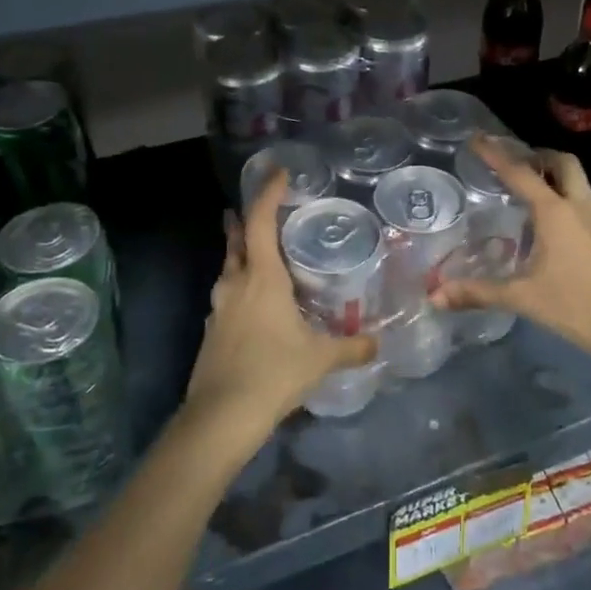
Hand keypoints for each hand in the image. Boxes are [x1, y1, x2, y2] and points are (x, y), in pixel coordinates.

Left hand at [183, 172, 376, 452]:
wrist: (221, 416)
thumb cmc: (274, 372)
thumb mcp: (320, 358)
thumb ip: (352, 347)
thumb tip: (378, 343)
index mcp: (261, 278)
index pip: (260, 221)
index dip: (268, 193)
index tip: (279, 173)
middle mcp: (235, 284)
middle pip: (237, 240)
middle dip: (244, 219)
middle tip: (257, 207)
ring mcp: (218, 308)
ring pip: (228, 268)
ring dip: (240, 253)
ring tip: (258, 252)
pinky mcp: (212, 331)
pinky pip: (227, 296)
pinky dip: (240, 286)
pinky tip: (254, 303)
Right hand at [431, 138, 590, 366]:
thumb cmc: (573, 305)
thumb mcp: (521, 297)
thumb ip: (478, 293)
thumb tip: (435, 297)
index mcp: (554, 212)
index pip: (520, 173)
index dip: (496, 155)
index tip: (477, 139)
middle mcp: (577, 205)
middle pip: (561, 163)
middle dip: (536, 154)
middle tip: (512, 161)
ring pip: (576, 178)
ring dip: (553, 171)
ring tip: (527, 182)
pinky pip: (582, 196)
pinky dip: (563, 190)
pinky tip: (547, 215)